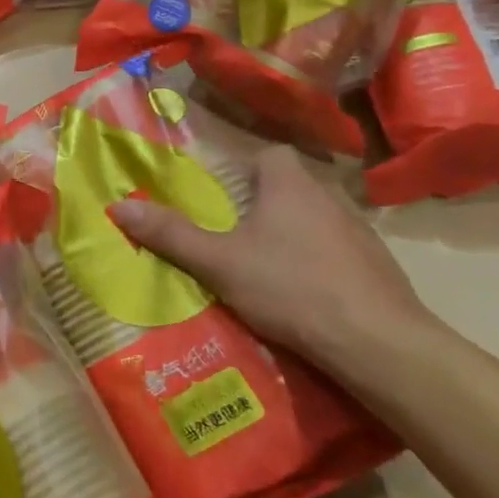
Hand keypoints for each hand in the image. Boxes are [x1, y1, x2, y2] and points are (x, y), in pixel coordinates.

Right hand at [107, 144, 436, 379]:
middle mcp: (328, 195)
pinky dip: (320, 262)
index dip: (244, 169)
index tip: (224, 195)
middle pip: (289, 186)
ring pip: (315, 219)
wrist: (380, 344)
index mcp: (290, 183)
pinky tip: (306, 293)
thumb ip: (171, 235)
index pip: (267, 153)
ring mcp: (359, 230)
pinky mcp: (379, 265)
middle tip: (235, 233)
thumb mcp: (220, 262)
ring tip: (266, 266)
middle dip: (263, 204)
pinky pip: (338, 250)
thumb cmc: (292, 288)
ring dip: (293, 234)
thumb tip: (118, 207)